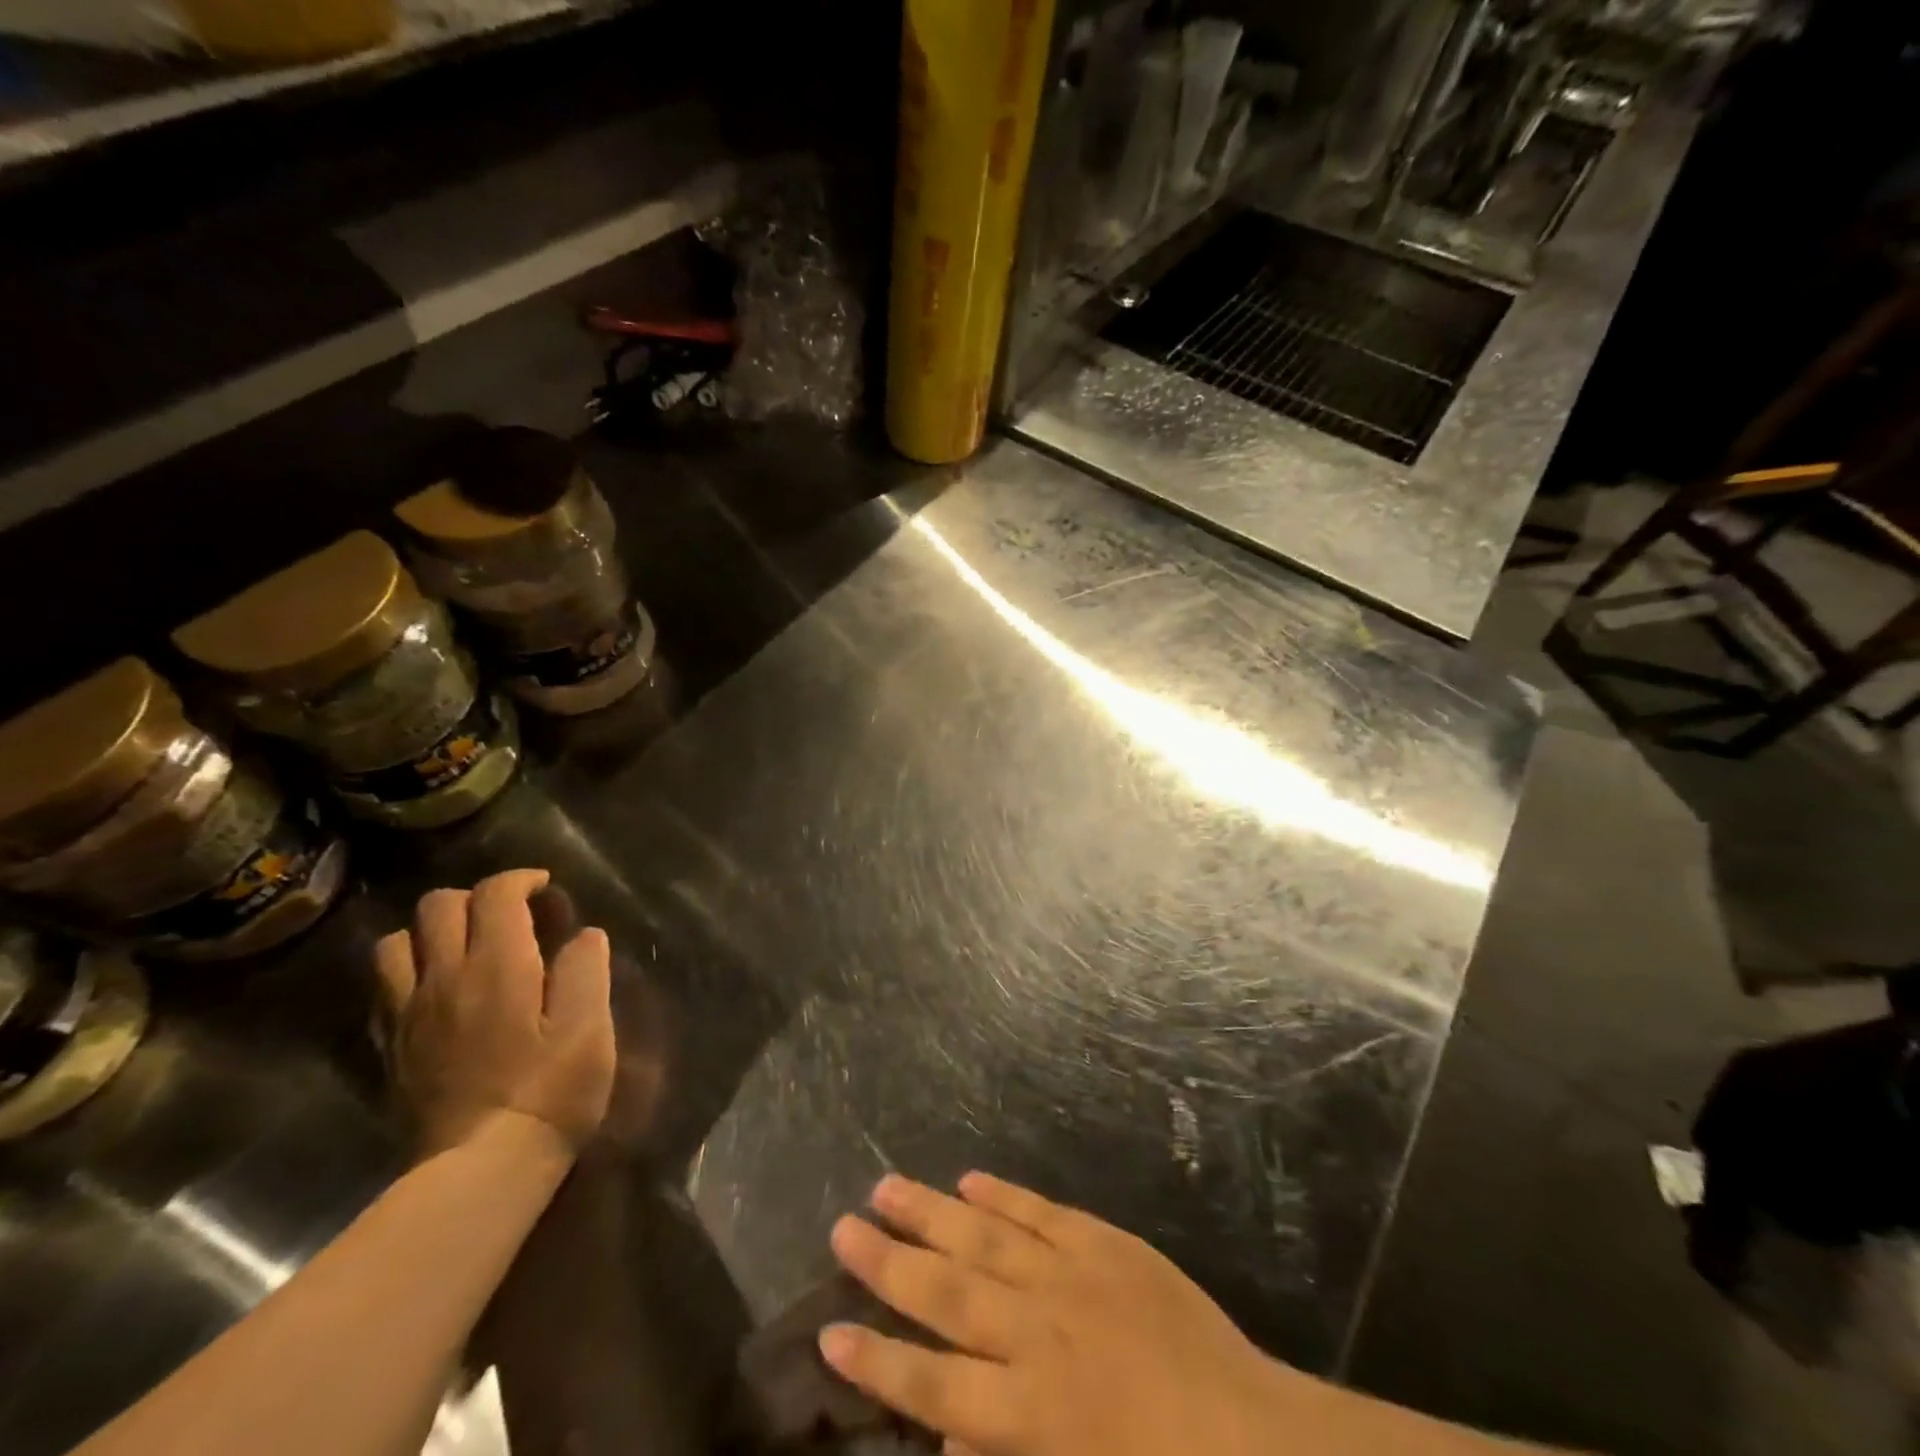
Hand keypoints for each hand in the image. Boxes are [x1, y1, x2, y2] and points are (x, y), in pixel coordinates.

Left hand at [375, 869, 614, 1155]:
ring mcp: (408, 1013)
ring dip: (431, 931)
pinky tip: (436, 989)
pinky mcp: (390, 1048)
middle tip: (510, 917)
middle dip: (477, 897)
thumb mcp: (590, 1028)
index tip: (545, 889)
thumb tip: (583, 935)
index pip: (495, 894)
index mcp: (498, 966)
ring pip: (396, 942)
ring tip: (465, 947)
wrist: (479, 1170)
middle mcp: (444, 977)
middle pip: (438, 906)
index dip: (521, 880)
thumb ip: (587, 970)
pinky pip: (383, 987)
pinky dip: (407, 970)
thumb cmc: (550, 1092)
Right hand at [819, 1173, 1298, 1455]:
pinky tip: (969, 1180)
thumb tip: (944, 1432)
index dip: (878, 1361)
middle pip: (946, 1293)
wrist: (1248, 1433)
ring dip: (931, 1212)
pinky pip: (1040, 1213)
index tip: (829, 1332)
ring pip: (984, 1237)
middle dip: (888, 1263)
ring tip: (885, 1186)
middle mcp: (1037, 1334)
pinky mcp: (1102, 1244)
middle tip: (842, 1228)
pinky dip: (1002, 1196)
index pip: (932, 1384)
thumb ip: (1001, 1455)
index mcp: (1030, 1411)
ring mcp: (1070, 1277)